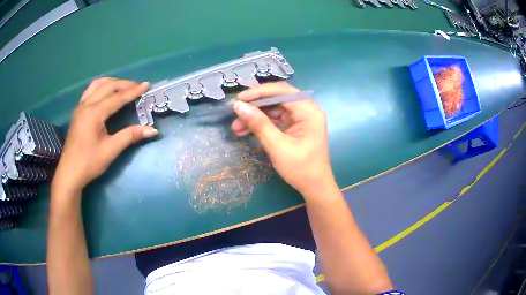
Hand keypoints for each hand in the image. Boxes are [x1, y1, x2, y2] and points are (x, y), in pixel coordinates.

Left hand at [52, 78, 157, 196]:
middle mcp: (86, 104)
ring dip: (112, 82)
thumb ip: (130, 136)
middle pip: (108, 86)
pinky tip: (106, 93)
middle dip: (124, 84)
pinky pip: (90, 90)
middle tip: (138, 86)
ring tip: (123, 86)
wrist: (69, 173)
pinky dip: (101, 87)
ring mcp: (80, 106)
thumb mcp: (110, 150)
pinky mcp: (77, 111)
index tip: (147, 85)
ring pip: (97, 84)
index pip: (117, 97)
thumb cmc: (89, 163)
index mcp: (94, 113)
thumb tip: (152, 130)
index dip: (133, 91)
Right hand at [231, 82, 335, 198]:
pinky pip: (275, 119)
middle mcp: (306, 109)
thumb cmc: (301, 168)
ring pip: (273, 109)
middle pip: (277, 98)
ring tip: (236, 126)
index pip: (282, 91)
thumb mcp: (278, 146)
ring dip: (255, 116)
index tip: (239, 99)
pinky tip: (245, 130)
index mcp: (308, 111)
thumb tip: (239, 106)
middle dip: (255, 106)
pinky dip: (260, 124)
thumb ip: (259, 124)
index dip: (259, 92)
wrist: (314, 187)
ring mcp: (300, 118)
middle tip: (235, 113)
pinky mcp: (294, 126)